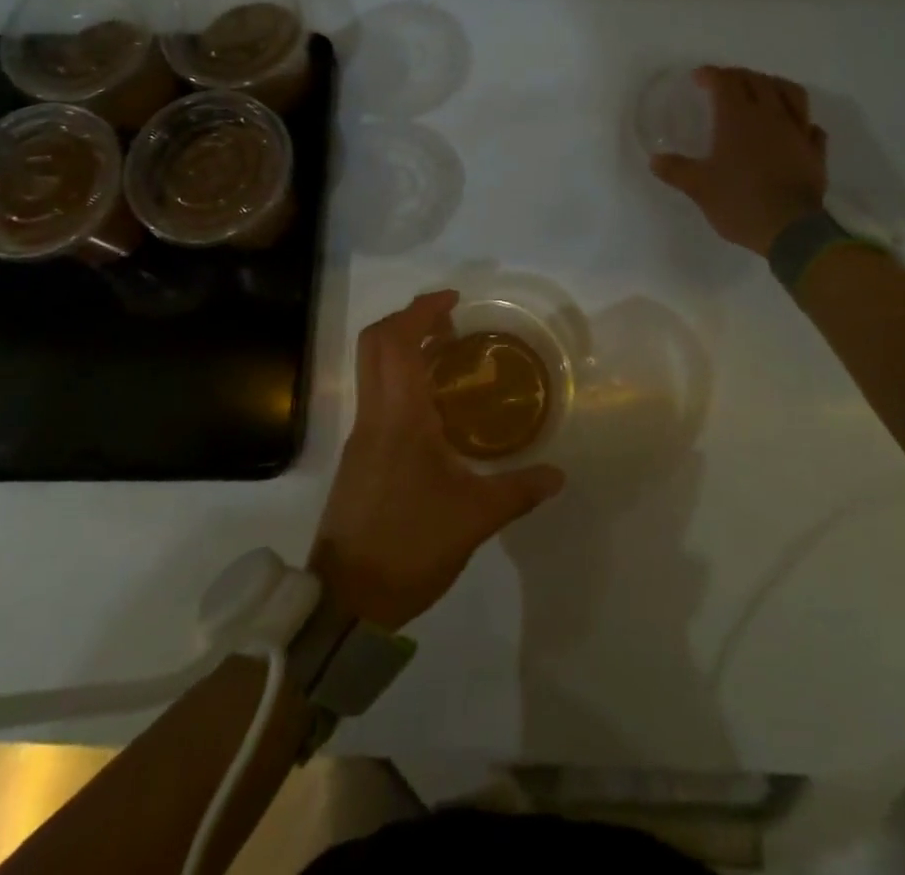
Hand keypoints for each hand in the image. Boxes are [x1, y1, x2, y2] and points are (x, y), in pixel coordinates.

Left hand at [310, 291, 564, 628]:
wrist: (346, 603)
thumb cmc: (409, 547)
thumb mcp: (474, 518)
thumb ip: (519, 490)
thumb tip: (558, 474)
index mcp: (398, 416)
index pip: (396, 341)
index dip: (421, 310)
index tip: (453, 300)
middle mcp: (374, 415)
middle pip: (376, 343)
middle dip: (410, 321)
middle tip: (451, 323)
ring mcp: (362, 436)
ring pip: (373, 370)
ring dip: (405, 350)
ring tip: (449, 358)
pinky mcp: (359, 458)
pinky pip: (378, 397)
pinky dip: (402, 381)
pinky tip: (436, 410)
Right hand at [651, 66, 827, 255]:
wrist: (790, 229)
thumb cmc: (739, 202)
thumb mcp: (699, 188)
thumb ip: (676, 170)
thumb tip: (655, 160)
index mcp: (738, 118)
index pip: (725, 82)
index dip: (711, 74)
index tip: (698, 78)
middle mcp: (770, 116)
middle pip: (757, 80)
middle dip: (739, 75)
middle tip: (725, 83)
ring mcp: (797, 132)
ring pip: (791, 93)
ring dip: (774, 85)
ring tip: (763, 91)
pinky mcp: (814, 152)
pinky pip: (811, 127)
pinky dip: (800, 121)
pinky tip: (793, 128)